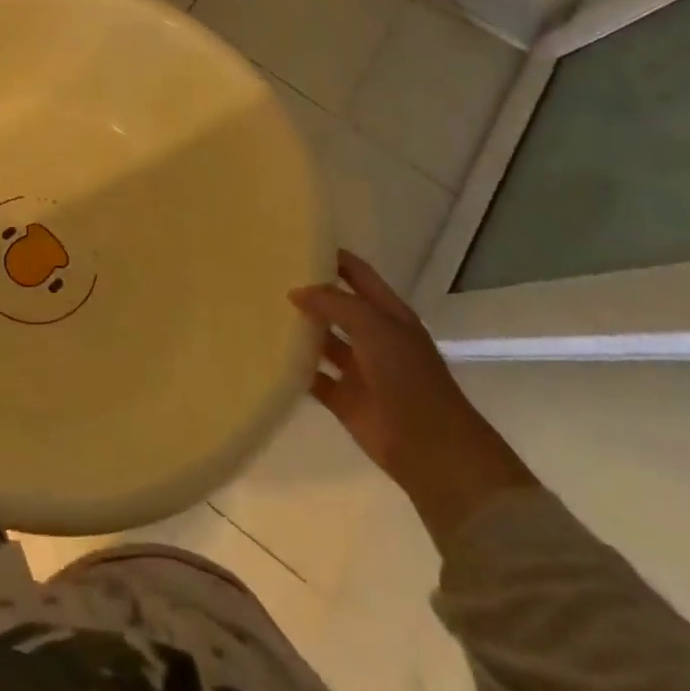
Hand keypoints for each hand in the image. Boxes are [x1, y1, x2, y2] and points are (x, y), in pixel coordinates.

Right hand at [291, 251, 536, 549]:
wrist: (431, 448)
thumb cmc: (407, 376)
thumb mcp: (373, 325)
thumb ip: (333, 302)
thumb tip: (296, 292)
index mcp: (388, 314)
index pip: (356, 273)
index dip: (331, 257)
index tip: (294, 242)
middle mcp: (373, 337)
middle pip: (335, 306)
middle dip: (307, 292)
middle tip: (265, 275)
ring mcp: (358, 369)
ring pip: (321, 341)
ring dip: (297, 329)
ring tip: (258, 309)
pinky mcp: (343, 399)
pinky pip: (311, 376)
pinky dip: (293, 368)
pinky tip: (265, 352)